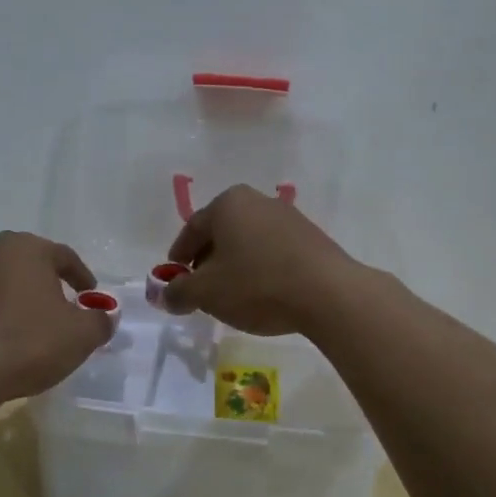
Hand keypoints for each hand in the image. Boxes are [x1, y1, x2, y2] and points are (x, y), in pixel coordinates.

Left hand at [0, 232, 111, 400]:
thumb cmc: (27, 343)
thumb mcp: (80, 336)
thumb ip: (99, 321)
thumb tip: (105, 316)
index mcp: (24, 248)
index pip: (62, 255)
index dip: (80, 276)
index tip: (89, 296)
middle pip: (21, 263)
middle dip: (39, 282)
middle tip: (54, 307)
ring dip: (3, 296)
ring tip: (16, 325)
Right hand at [160, 184, 362, 334]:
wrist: (328, 294)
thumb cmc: (257, 285)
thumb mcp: (207, 293)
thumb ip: (179, 293)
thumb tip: (166, 295)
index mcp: (229, 203)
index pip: (193, 228)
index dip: (179, 254)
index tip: (174, 276)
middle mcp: (258, 201)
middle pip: (222, 232)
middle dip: (208, 260)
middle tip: (200, 287)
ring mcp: (289, 217)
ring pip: (249, 241)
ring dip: (236, 265)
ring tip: (232, 295)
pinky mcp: (312, 238)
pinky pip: (274, 251)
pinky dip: (261, 269)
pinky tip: (263, 293)